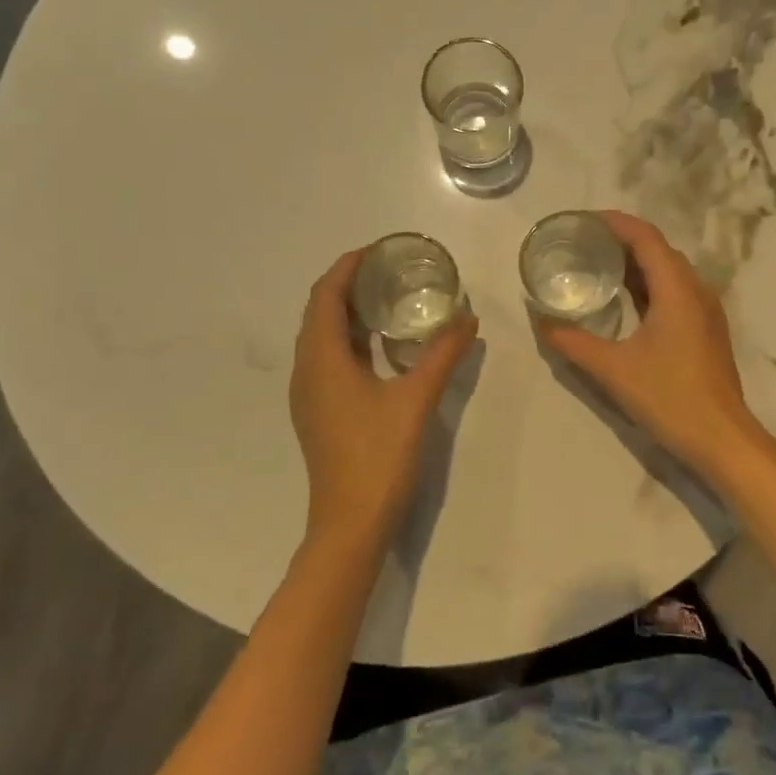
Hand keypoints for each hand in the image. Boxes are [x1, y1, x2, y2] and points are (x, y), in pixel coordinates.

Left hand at [289, 249, 478, 552]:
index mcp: (322, 360)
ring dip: (347, 312)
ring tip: (388, 298)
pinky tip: (381, 345)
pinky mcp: (319, 412)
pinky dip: (349, 338)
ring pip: (321, 337)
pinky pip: (327, 358)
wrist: (350, 525)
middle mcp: (307, 371)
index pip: (325, 295)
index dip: (347, 267)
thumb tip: (468, 318)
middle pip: (319, 312)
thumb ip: (443, 354)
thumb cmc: (378, 457)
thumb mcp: (417, 399)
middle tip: (389, 269)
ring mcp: (309, 394)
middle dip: (348, 285)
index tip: (378, 249)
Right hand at [535, 211, 775, 488]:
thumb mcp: (614, 370)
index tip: (583, 220)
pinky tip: (626, 299)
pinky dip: (649, 283)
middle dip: (622, 239)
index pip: (646, 238)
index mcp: (677, 290)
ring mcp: (705, 310)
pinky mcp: (706, 328)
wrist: (723, 439)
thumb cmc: (670, 398)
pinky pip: (675, 290)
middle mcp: (696, 290)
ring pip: (669, 270)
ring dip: (637, 261)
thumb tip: (541, 322)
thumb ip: (573, 342)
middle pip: (658, 249)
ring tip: (599, 264)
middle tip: (584, 242)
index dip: (616, 222)